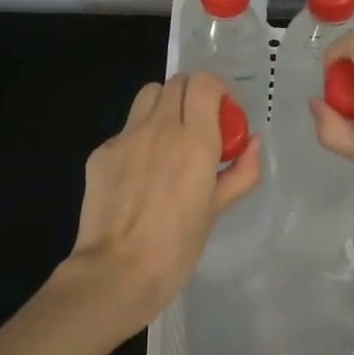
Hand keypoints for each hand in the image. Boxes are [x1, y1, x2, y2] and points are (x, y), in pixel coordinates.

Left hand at [66, 71, 262, 322]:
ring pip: (148, 96)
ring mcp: (126, 137)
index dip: (218, 91)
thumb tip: (253, 143)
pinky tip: (139, 174)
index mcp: (195, 140)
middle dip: (192, 96)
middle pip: (176, 82)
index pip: (205, 83)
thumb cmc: (176, 248)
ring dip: (164, 106)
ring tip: (169, 140)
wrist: (117, 271)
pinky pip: (125, 130)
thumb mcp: (216, 210)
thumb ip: (241, 172)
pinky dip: (139, 139)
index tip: (224, 114)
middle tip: (199, 126)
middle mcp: (160, 127)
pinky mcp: (101, 152)